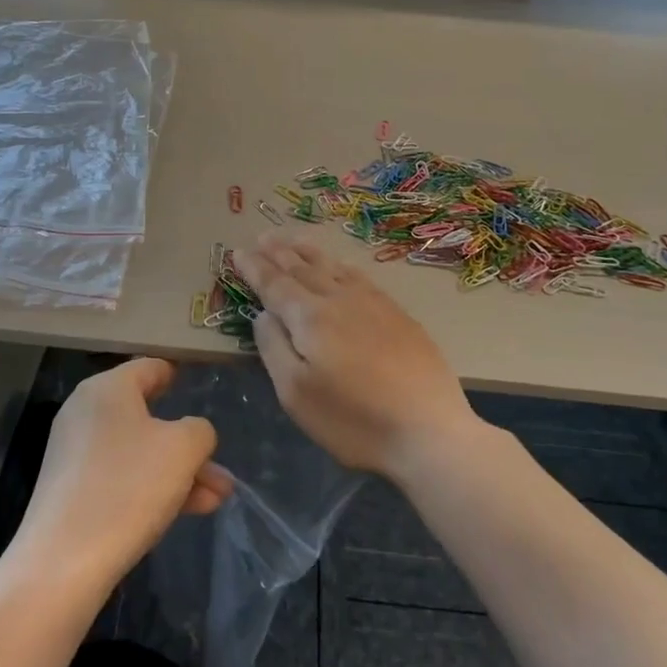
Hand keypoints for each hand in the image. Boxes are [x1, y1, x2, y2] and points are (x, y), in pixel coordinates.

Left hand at [17, 360, 233, 584]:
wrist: (63, 563)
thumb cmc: (128, 487)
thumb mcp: (183, 449)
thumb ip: (199, 431)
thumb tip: (192, 434)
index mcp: (107, 389)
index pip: (151, 367)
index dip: (178, 375)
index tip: (200, 387)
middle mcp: (86, 412)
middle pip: (149, 416)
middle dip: (190, 444)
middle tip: (221, 468)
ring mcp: (76, 453)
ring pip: (140, 452)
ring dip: (180, 472)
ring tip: (218, 499)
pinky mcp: (72, 490)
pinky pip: (122, 477)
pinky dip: (153, 488)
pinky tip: (187, 512)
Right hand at [233, 235, 478, 479]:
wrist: (428, 430)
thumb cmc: (353, 420)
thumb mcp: (296, 394)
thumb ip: (274, 347)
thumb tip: (264, 314)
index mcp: (310, 318)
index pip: (274, 284)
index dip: (255, 268)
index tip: (237, 252)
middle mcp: (339, 300)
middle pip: (303, 269)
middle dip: (278, 252)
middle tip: (261, 236)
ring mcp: (373, 303)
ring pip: (332, 268)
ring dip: (308, 252)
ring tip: (292, 239)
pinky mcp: (398, 314)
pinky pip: (359, 276)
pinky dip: (340, 265)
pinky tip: (339, 265)